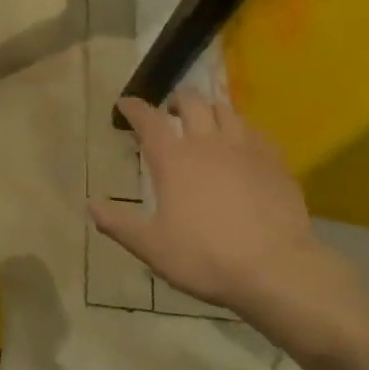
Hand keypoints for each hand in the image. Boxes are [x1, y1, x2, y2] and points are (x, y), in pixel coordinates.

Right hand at [91, 93, 330, 316]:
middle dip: (177, 100)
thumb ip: (119, 224)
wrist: (276, 270)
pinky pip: (256, 132)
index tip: (126, 104)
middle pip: (192, 103)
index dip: (134, 108)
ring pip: (227, 111)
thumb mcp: (151, 247)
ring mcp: (246, 150)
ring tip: (206, 120)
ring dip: (211, 109)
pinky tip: (242, 144)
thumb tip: (92, 207)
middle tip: (171, 110)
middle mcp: (208, 144)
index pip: (149, 120)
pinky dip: (242, 130)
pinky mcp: (275, 163)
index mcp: (174, 160)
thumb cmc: (205, 257)